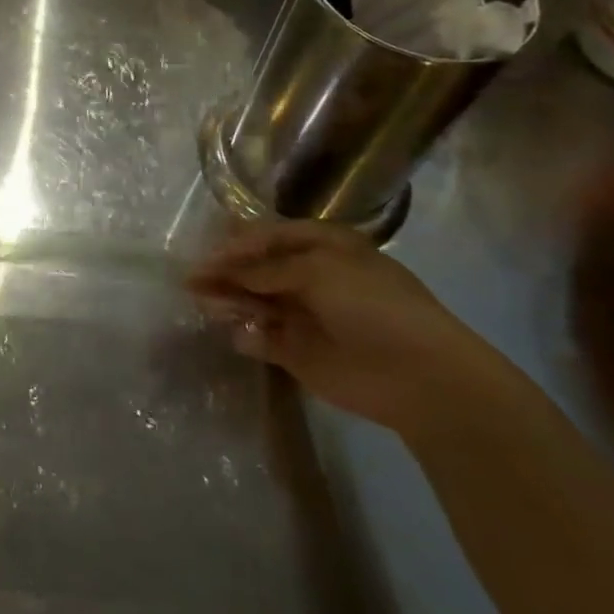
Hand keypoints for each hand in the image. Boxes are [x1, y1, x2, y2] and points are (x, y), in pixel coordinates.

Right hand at [187, 219, 518, 437]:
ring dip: (229, 301)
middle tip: (193, 281)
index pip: (268, 237)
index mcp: (323, 248)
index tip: (206, 256)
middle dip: (225, 272)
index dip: (236, 244)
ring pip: (253, 302)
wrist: (420, 376)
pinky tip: (238, 334)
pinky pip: (260, 338)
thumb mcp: (318, 271)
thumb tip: (222, 268)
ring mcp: (303, 315)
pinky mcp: (297, 353)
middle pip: (256, 269)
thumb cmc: (373, 306)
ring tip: (207, 305)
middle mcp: (310, 277)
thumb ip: (265, 268)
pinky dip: (245, 335)